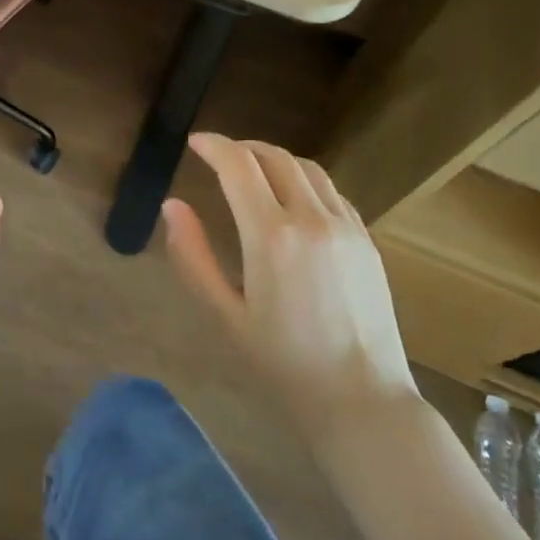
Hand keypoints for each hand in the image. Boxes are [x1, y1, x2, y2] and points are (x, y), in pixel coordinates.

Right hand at [161, 133, 417, 434]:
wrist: (361, 398)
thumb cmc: (282, 361)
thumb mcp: (225, 313)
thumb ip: (193, 256)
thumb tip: (172, 206)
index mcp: (270, 236)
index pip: (238, 165)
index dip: (214, 145)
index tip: (195, 142)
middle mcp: (311, 219)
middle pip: (274, 157)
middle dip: (242, 147)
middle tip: (219, 155)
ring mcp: (346, 227)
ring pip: (307, 168)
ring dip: (275, 159)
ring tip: (253, 169)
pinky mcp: (366, 240)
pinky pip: (332, 192)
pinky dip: (304, 181)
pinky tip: (292, 199)